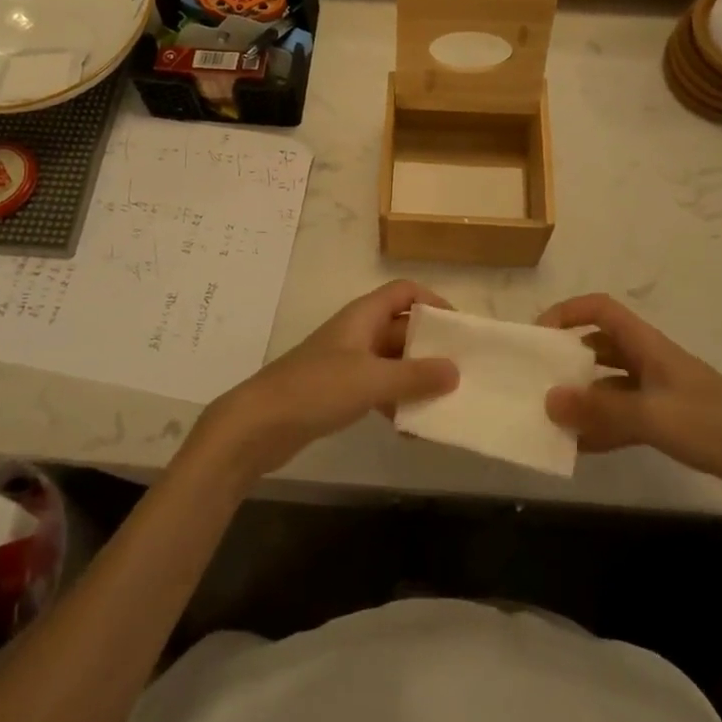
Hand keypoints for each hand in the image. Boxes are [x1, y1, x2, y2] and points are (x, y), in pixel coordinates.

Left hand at [190, 281, 458, 483]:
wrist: (259, 424)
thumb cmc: (316, 389)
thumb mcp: (372, 380)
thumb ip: (415, 376)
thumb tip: (456, 369)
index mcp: (363, 315)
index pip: (404, 291)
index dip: (433, 302)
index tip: (460, 329)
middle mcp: (357, 331)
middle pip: (401, 327)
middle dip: (430, 345)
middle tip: (462, 369)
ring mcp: (346, 361)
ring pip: (391, 360)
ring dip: (415, 377)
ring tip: (445, 401)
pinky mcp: (338, 390)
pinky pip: (378, 388)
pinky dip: (395, 401)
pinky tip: (411, 429)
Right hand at [537, 294, 721, 511]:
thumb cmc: (713, 425)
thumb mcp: (652, 416)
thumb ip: (599, 410)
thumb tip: (548, 399)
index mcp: (647, 344)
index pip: (600, 309)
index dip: (567, 312)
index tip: (539, 335)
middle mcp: (650, 360)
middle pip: (601, 345)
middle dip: (569, 357)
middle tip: (540, 378)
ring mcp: (661, 391)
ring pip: (611, 383)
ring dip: (584, 396)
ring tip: (554, 416)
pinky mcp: (671, 420)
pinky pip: (625, 414)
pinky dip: (603, 425)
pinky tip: (582, 446)